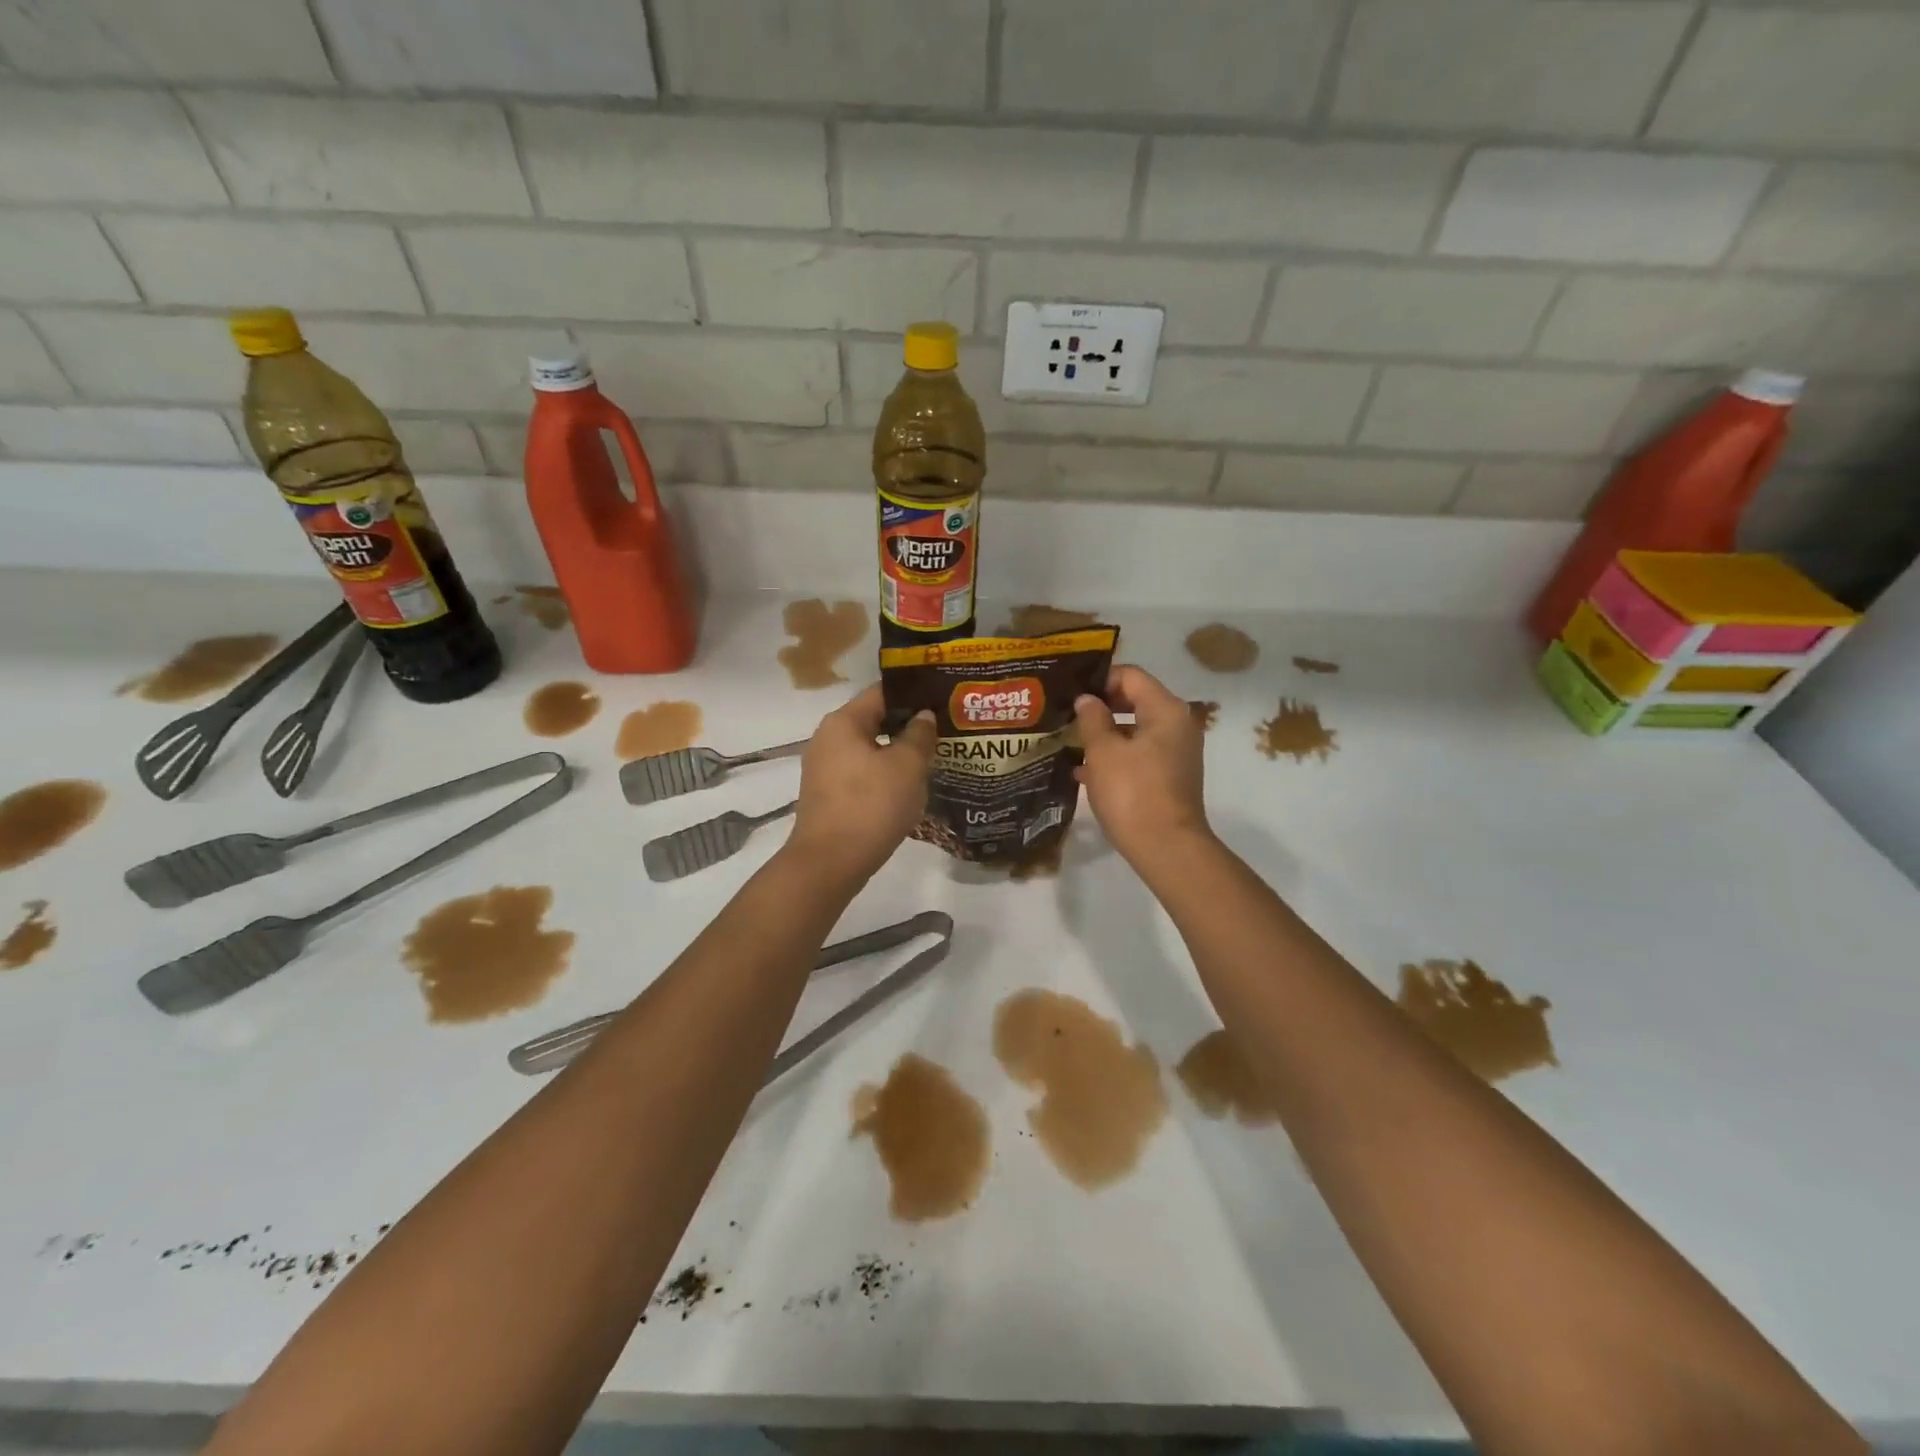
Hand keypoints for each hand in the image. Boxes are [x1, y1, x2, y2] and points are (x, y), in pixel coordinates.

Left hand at [785, 684, 936, 882]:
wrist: (829, 863)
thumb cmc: (871, 806)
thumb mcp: (906, 767)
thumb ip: (919, 736)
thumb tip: (923, 716)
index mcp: (843, 722)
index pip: (882, 693)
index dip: (914, 694)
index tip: (942, 700)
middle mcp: (828, 739)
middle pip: (874, 721)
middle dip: (908, 726)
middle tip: (944, 731)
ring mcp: (824, 769)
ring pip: (869, 750)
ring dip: (898, 753)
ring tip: (932, 760)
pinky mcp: (828, 796)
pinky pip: (862, 774)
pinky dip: (884, 776)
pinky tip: (908, 788)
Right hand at [1074, 664, 1211, 868]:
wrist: (1166, 848)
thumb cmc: (1132, 792)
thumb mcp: (1103, 752)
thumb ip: (1092, 719)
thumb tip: (1087, 700)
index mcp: (1166, 710)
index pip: (1130, 675)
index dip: (1099, 679)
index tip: (1070, 692)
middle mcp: (1177, 725)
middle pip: (1134, 701)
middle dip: (1099, 707)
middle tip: (1066, 714)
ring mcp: (1175, 753)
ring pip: (1134, 730)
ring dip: (1104, 734)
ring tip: (1068, 741)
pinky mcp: (1169, 777)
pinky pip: (1138, 755)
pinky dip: (1115, 757)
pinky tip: (1083, 771)